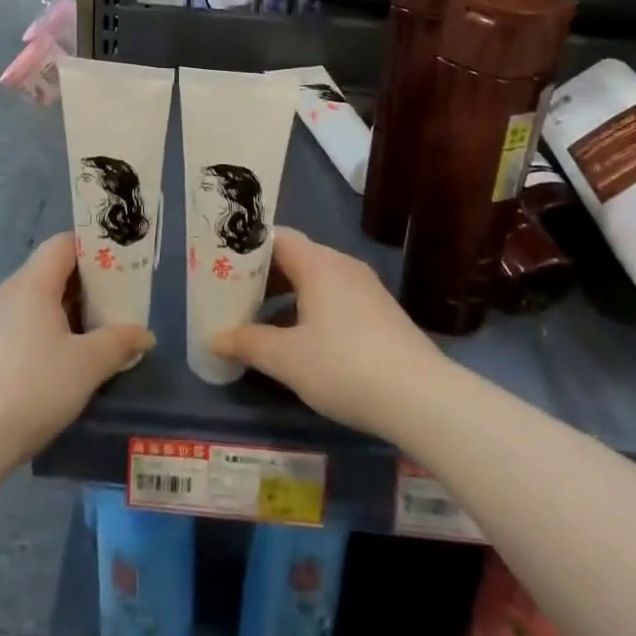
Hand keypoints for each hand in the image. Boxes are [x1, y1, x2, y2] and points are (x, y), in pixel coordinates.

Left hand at [0, 234, 154, 461]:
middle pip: (52, 271)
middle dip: (88, 284)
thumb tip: (146, 335)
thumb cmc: (35, 385)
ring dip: (70, 311)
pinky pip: (26, 324)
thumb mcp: (88, 364)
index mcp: (32, 283)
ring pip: (40, 301)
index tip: (121, 264)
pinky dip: (51, 331)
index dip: (93, 248)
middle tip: (119, 301)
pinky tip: (69, 360)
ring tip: (101, 332)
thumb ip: (119, 343)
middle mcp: (10, 292)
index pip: (64, 244)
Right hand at [211, 228, 449, 440]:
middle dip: (264, 277)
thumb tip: (215, 338)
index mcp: (318, 263)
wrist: (420, 397)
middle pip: (296, 258)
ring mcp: (366, 288)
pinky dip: (312, 310)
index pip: (276, 238)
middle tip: (235, 297)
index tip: (223, 267)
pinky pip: (336, 298)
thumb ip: (248, 343)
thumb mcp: (287, 359)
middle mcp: (343, 265)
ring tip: (262, 323)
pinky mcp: (381, 313)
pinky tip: (302, 342)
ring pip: (316, 280)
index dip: (248, 250)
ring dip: (288, 297)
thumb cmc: (344, 366)